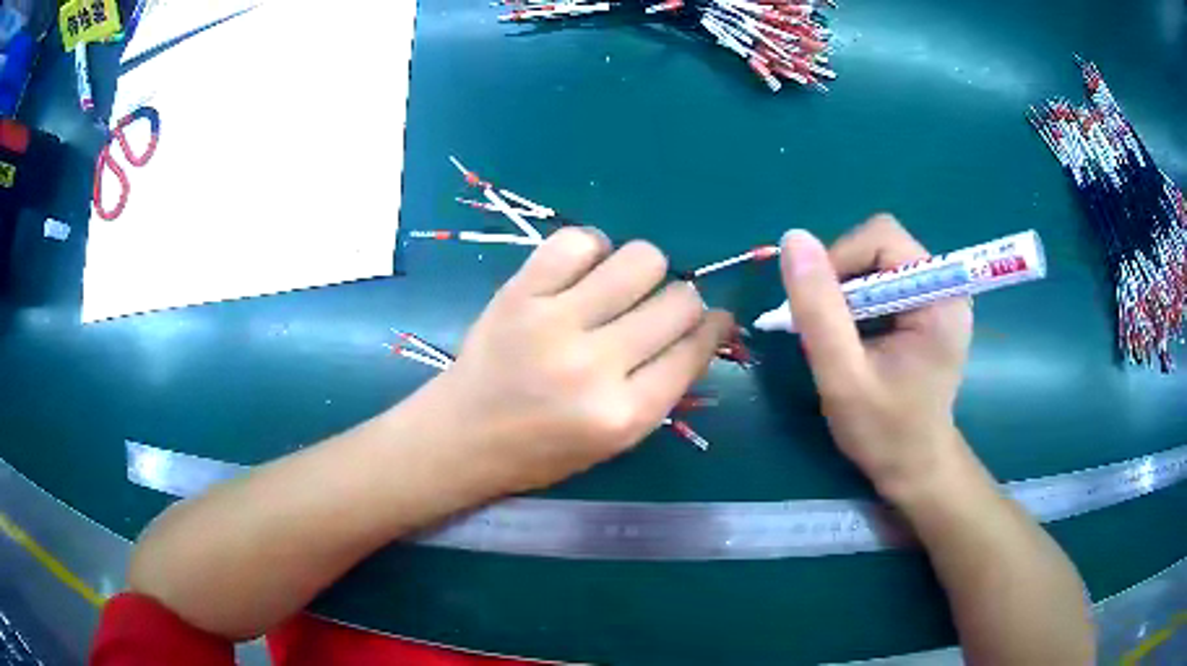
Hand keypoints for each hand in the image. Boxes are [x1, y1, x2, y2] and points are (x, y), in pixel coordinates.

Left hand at [431, 227, 733, 493]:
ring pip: (640, 259)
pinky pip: (578, 241)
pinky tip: (584, 270)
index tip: (715, 319)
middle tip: (661, 307)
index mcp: (624, 415)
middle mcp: (595, 366)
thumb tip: (700, 330)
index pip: (694, 350)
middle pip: (678, 300)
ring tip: (621, 286)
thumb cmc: (541, 451)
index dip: (714, 328)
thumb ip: (661, 388)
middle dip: (684, 300)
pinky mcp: (519, 292)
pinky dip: (592, 248)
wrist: (461, 436)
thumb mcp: (615, 441)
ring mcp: (554, 322)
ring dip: (645, 269)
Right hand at [779, 215, 972, 501]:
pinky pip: (884, 279)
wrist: (915, 466)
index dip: (840, 261)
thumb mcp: (844, 376)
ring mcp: (939, 295)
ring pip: (878, 260)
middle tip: (827, 326)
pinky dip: (859, 300)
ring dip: (848, 290)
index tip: (817, 309)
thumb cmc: (885, 431)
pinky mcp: (928, 307)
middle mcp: (945, 284)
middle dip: (843, 277)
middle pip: (881, 244)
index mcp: (940, 296)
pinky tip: (856, 336)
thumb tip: (792, 240)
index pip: (882, 238)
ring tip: (840, 336)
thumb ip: (819, 309)